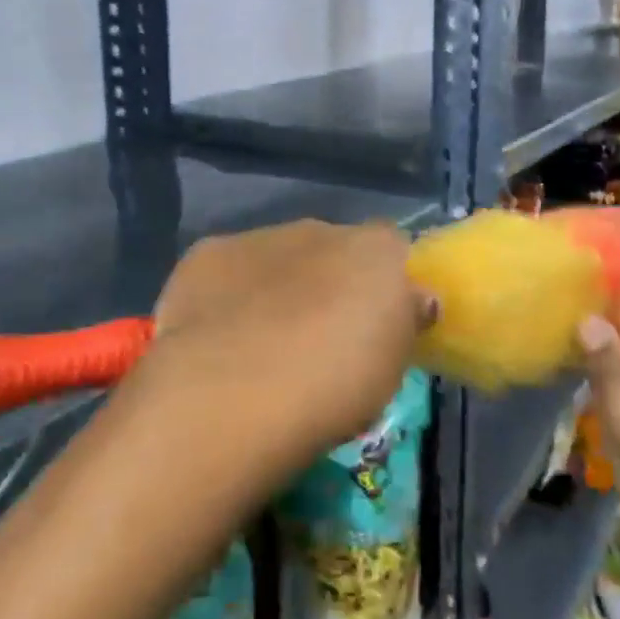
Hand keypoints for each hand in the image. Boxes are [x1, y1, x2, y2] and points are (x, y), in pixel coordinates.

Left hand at [148, 220, 435, 452]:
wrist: (236, 389)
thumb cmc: (334, 385)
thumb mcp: (392, 369)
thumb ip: (402, 323)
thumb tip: (413, 300)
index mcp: (376, 250)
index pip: (395, 250)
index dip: (389, 286)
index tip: (381, 326)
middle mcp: (321, 229)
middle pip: (334, 250)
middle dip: (331, 283)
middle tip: (322, 339)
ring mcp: (260, 237)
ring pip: (279, 257)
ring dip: (279, 287)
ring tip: (264, 345)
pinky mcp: (207, 254)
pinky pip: (230, 272)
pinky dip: (230, 295)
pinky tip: (220, 336)